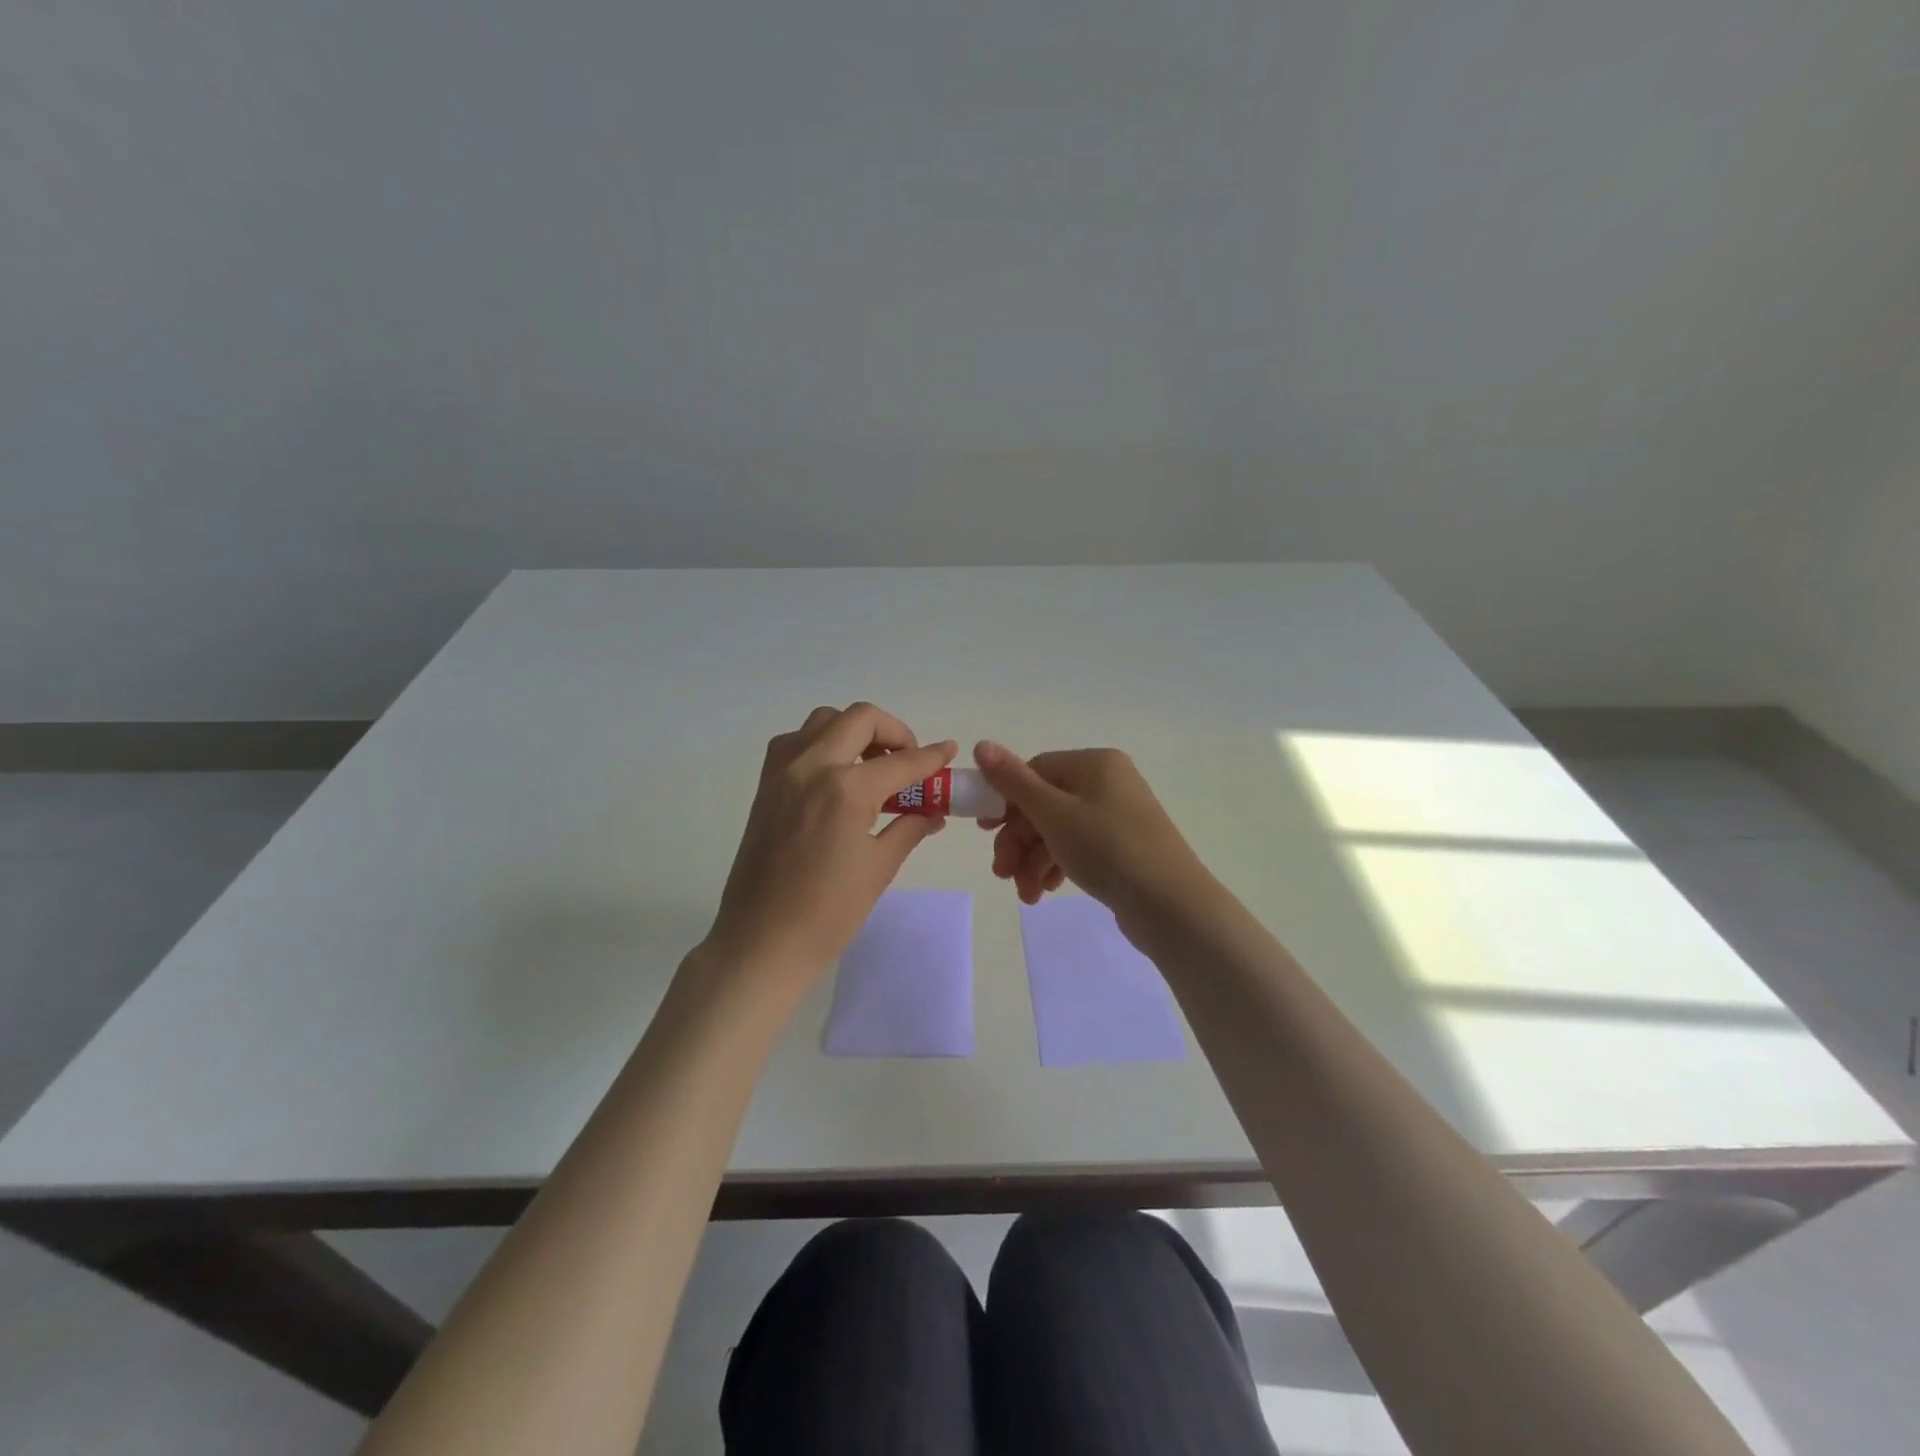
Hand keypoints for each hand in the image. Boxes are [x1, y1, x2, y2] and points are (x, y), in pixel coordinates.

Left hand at [706, 704, 955, 979]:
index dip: (931, 756)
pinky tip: (834, 776)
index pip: (901, 761)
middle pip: (860, 718)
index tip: (948, 751)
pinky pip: (795, 742)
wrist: (761, 941)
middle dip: (894, 732)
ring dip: (854, 731)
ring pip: (824, 720)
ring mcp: (783, 772)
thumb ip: (909, 828)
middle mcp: (812, 766)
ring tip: (871, 766)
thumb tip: (933, 812)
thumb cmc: (828, 913)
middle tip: (908, 761)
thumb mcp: (879, 868)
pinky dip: (821, 743)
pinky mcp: (765, 786)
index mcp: (846, 789)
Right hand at [972, 742, 1212, 917]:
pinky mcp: (1124, 846)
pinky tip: (1045, 891)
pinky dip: (1057, 866)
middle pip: (1045, 803)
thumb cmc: (1107, 848)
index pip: (1035, 771)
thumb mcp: (1053, 813)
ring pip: (1059, 830)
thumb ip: (1013, 781)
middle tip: (1002, 873)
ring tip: (1025, 893)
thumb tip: (981, 744)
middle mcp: (1108, 782)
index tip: (984, 832)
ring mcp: (1118, 815)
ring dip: (1033, 860)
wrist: (1171, 904)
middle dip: (1018, 841)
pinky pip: (1079, 847)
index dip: (1006, 800)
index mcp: (1094, 763)